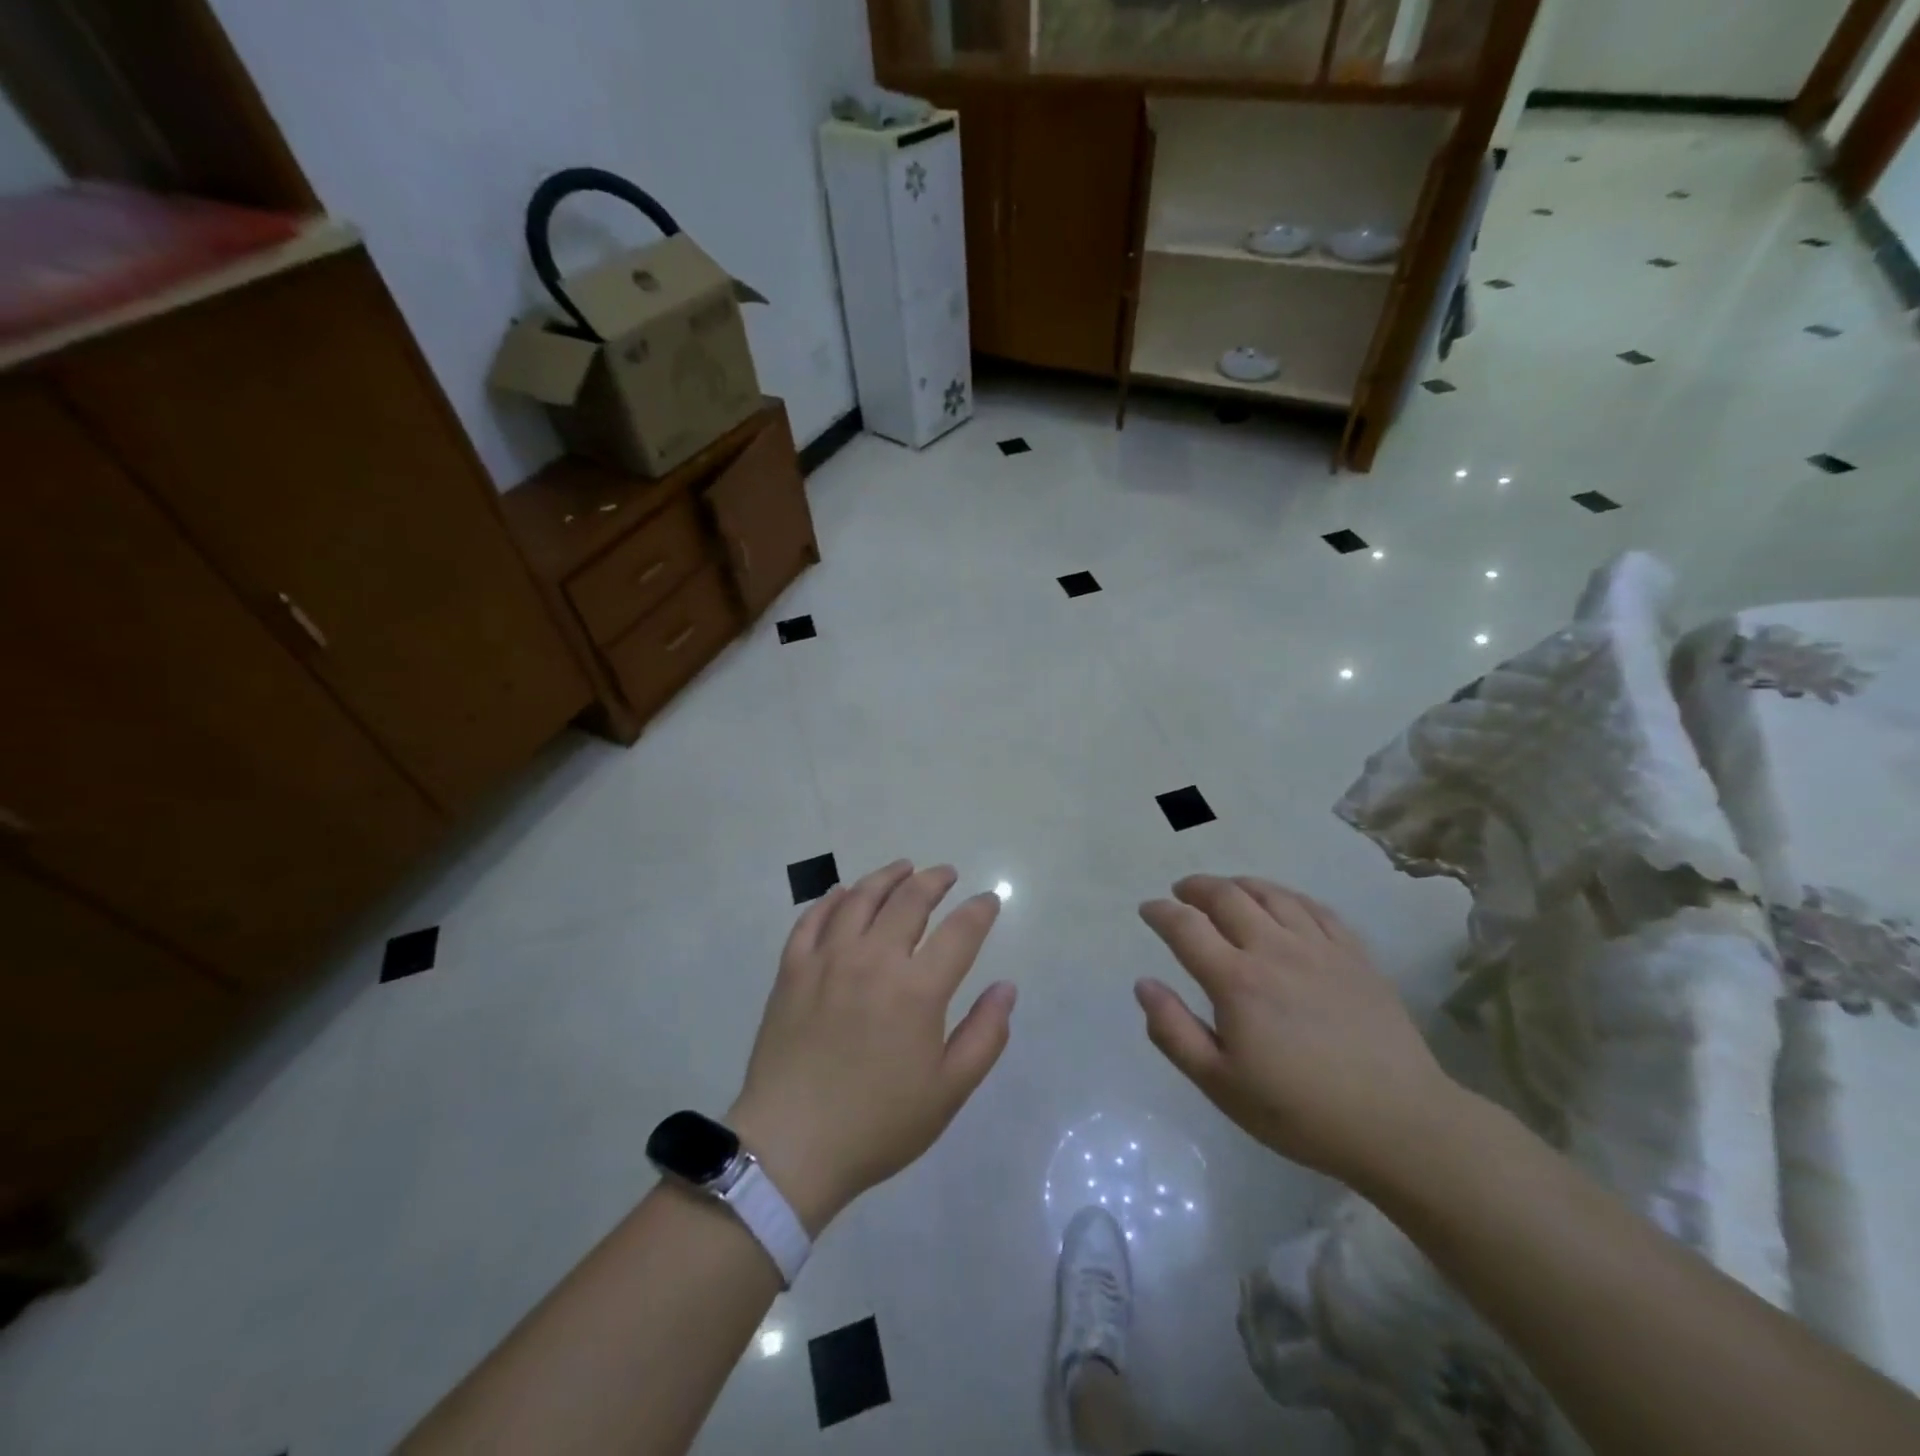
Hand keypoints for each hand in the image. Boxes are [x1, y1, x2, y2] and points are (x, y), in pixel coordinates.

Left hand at [729, 861, 1013, 1234]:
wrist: (790, 1147)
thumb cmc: (878, 1124)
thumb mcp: (948, 1091)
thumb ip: (985, 1035)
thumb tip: (1007, 987)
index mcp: (918, 989)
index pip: (960, 931)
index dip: (980, 910)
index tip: (989, 900)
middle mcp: (874, 959)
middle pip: (909, 900)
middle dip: (934, 881)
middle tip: (946, 874)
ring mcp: (827, 959)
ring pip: (861, 898)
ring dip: (887, 877)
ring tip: (903, 868)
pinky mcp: (792, 969)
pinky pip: (813, 918)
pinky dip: (832, 899)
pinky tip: (843, 893)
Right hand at [1136, 875, 1464, 1191]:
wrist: (1400, 1124)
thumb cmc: (1300, 1111)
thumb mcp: (1221, 1085)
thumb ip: (1174, 1031)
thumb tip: (1144, 984)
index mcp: (1236, 981)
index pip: (1186, 927)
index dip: (1161, 912)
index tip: (1148, 910)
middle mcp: (1274, 949)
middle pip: (1227, 897)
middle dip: (1196, 888)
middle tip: (1181, 892)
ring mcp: (1319, 948)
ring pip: (1271, 894)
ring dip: (1239, 884)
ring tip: (1225, 889)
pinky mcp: (1355, 955)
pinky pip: (1315, 908)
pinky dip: (1287, 896)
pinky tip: (1282, 903)